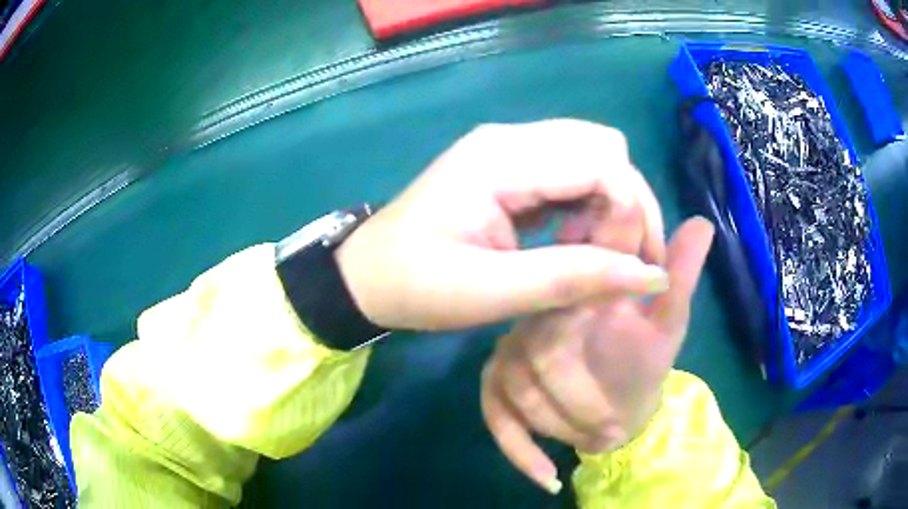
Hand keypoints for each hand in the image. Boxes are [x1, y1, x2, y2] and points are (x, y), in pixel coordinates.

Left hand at [336, 119, 667, 330]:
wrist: (366, 274)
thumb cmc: (414, 286)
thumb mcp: (489, 292)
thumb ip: (571, 280)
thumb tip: (649, 277)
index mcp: (501, 159)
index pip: (602, 162)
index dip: (630, 212)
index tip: (628, 267)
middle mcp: (511, 139)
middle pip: (605, 149)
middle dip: (628, 205)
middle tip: (616, 263)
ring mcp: (510, 148)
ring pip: (594, 157)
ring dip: (610, 205)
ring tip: (592, 256)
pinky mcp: (511, 167)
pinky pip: (572, 172)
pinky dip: (589, 205)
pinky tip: (573, 242)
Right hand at [480, 217, 713, 493]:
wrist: (618, 402)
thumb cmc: (645, 359)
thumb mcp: (669, 321)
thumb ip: (680, 275)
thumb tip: (704, 222)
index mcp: (577, 292)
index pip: (571, 282)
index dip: (589, 310)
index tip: (614, 331)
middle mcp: (534, 316)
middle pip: (541, 357)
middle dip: (581, 403)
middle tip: (614, 427)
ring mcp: (509, 354)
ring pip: (520, 393)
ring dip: (563, 427)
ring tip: (599, 440)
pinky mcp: (496, 389)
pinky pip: (496, 419)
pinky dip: (520, 451)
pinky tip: (549, 479)